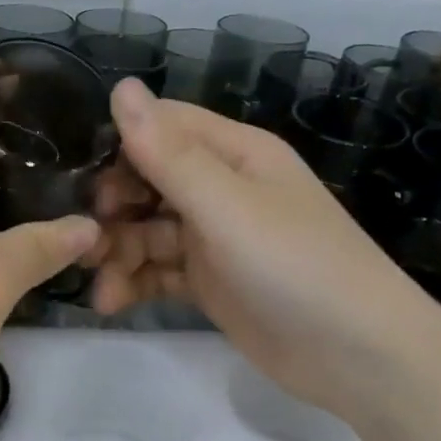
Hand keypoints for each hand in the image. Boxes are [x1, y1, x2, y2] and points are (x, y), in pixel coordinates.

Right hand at [90, 79, 432, 410]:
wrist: (354, 354)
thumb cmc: (294, 265)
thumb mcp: (228, 206)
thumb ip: (169, 154)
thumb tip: (121, 86)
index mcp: (236, 154)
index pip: (165, 128)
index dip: (122, 148)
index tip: (87, 182)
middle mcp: (223, 190)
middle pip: (150, 182)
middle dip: (114, 208)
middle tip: (87, 239)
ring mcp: (215, 240)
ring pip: (149, 231)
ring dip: (119, 253)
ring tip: (99, 286)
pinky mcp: (210, 283)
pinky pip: (160, 272)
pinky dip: (135, 283)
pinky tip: (111, 301)